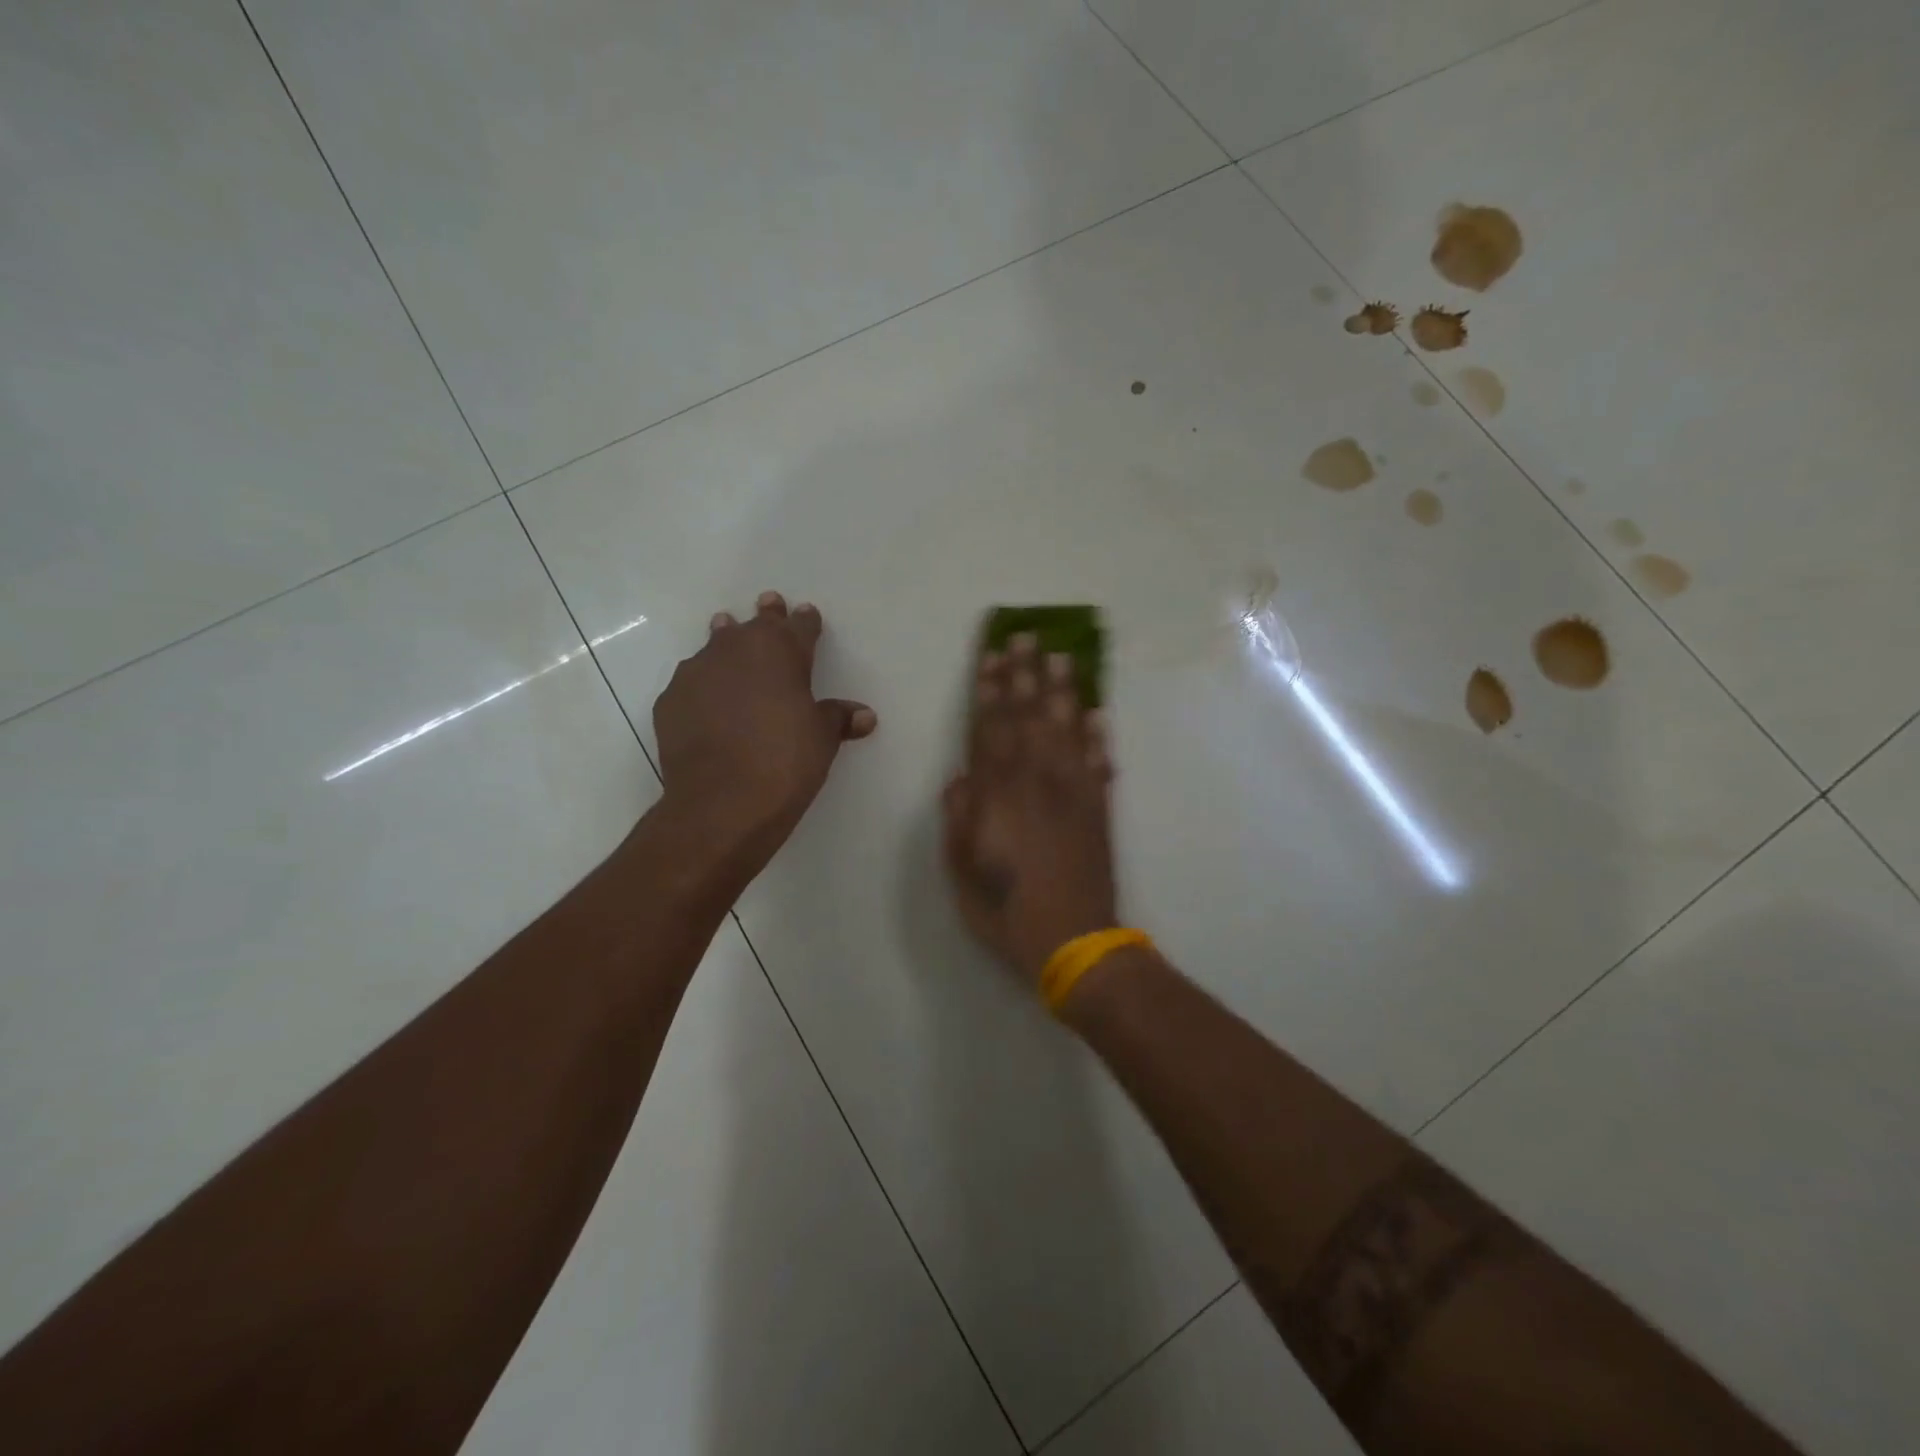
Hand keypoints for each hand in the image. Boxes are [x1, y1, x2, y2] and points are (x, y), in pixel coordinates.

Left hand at [653, 592, 876, 876]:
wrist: (721, 802)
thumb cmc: (785, 762)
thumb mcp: (822, 740)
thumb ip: (838, 719)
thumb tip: (864, 715)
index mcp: (780, 652)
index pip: (798, 626)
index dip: (805, 621)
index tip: (808, 614)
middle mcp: (735, 650)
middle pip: (754, 625)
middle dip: (766, 616)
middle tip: (769, 603)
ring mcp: (696, 673)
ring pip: (715, 646)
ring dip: (726, 640)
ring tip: (726, 631)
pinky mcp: (669, 701)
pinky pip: (692, 683)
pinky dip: (704, 685)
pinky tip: (707, 701)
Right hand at [942, 633, 1118, 983]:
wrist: (1074, 941)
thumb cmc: (1006, 910)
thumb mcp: (961, 871)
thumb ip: (958, 819)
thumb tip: (961, 778)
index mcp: (999, 795)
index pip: (991, 730)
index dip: (990, 691)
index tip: (992, 656)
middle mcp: (1037, 782)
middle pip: (1030, 717)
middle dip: (1025, 674)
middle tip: (1026, 637)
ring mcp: (1073, 792)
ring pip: (1067, 730)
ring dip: (1064, 691)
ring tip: (1062, 656)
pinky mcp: (1099, 809)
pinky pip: (1099, 763)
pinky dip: (1099, 737)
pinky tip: (1098, 714)